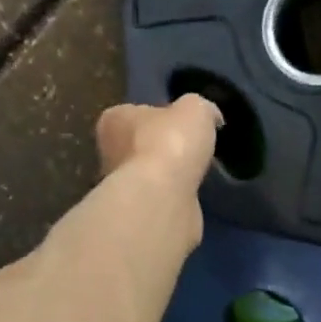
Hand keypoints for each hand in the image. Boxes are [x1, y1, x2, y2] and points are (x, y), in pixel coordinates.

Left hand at [95, 94, 221, 191]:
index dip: (161, 117)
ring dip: (166, 175)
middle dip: (162, 148)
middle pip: (139, 144)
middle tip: (189, 151)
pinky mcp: (135, 213)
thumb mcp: (195, 108)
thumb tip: (210, 117)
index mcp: (114, 119)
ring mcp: (120, 187)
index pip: (136, 112)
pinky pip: (157, 197)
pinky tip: (188, 195)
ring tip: (192, 174)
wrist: (162, 198)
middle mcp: (109, 152)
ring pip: (147, 174)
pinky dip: (171, 196)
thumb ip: (200, 108)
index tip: (183, 124)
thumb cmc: (171, 143)